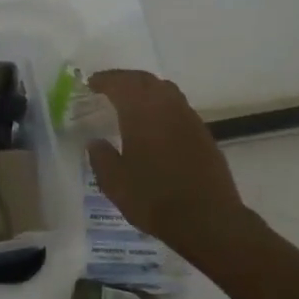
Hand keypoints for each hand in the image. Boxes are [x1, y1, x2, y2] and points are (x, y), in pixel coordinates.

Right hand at [86, 70, 250, 266]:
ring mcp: (189, 119)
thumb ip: (101, 158)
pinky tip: (156, 123)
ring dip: (146, 89)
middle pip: (145, 80)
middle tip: (109, 86)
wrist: (208, 219)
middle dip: (125, 79)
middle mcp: (167, 107)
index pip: (121, 84)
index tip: (91, 83)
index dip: (105, 80)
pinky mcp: (203, 134)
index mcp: (142, 113)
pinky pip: (179, 107)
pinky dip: (162, 105)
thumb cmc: (154, 199)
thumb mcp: (115, 184)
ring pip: (166, 90)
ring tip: (131, 101)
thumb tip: (95, 142)